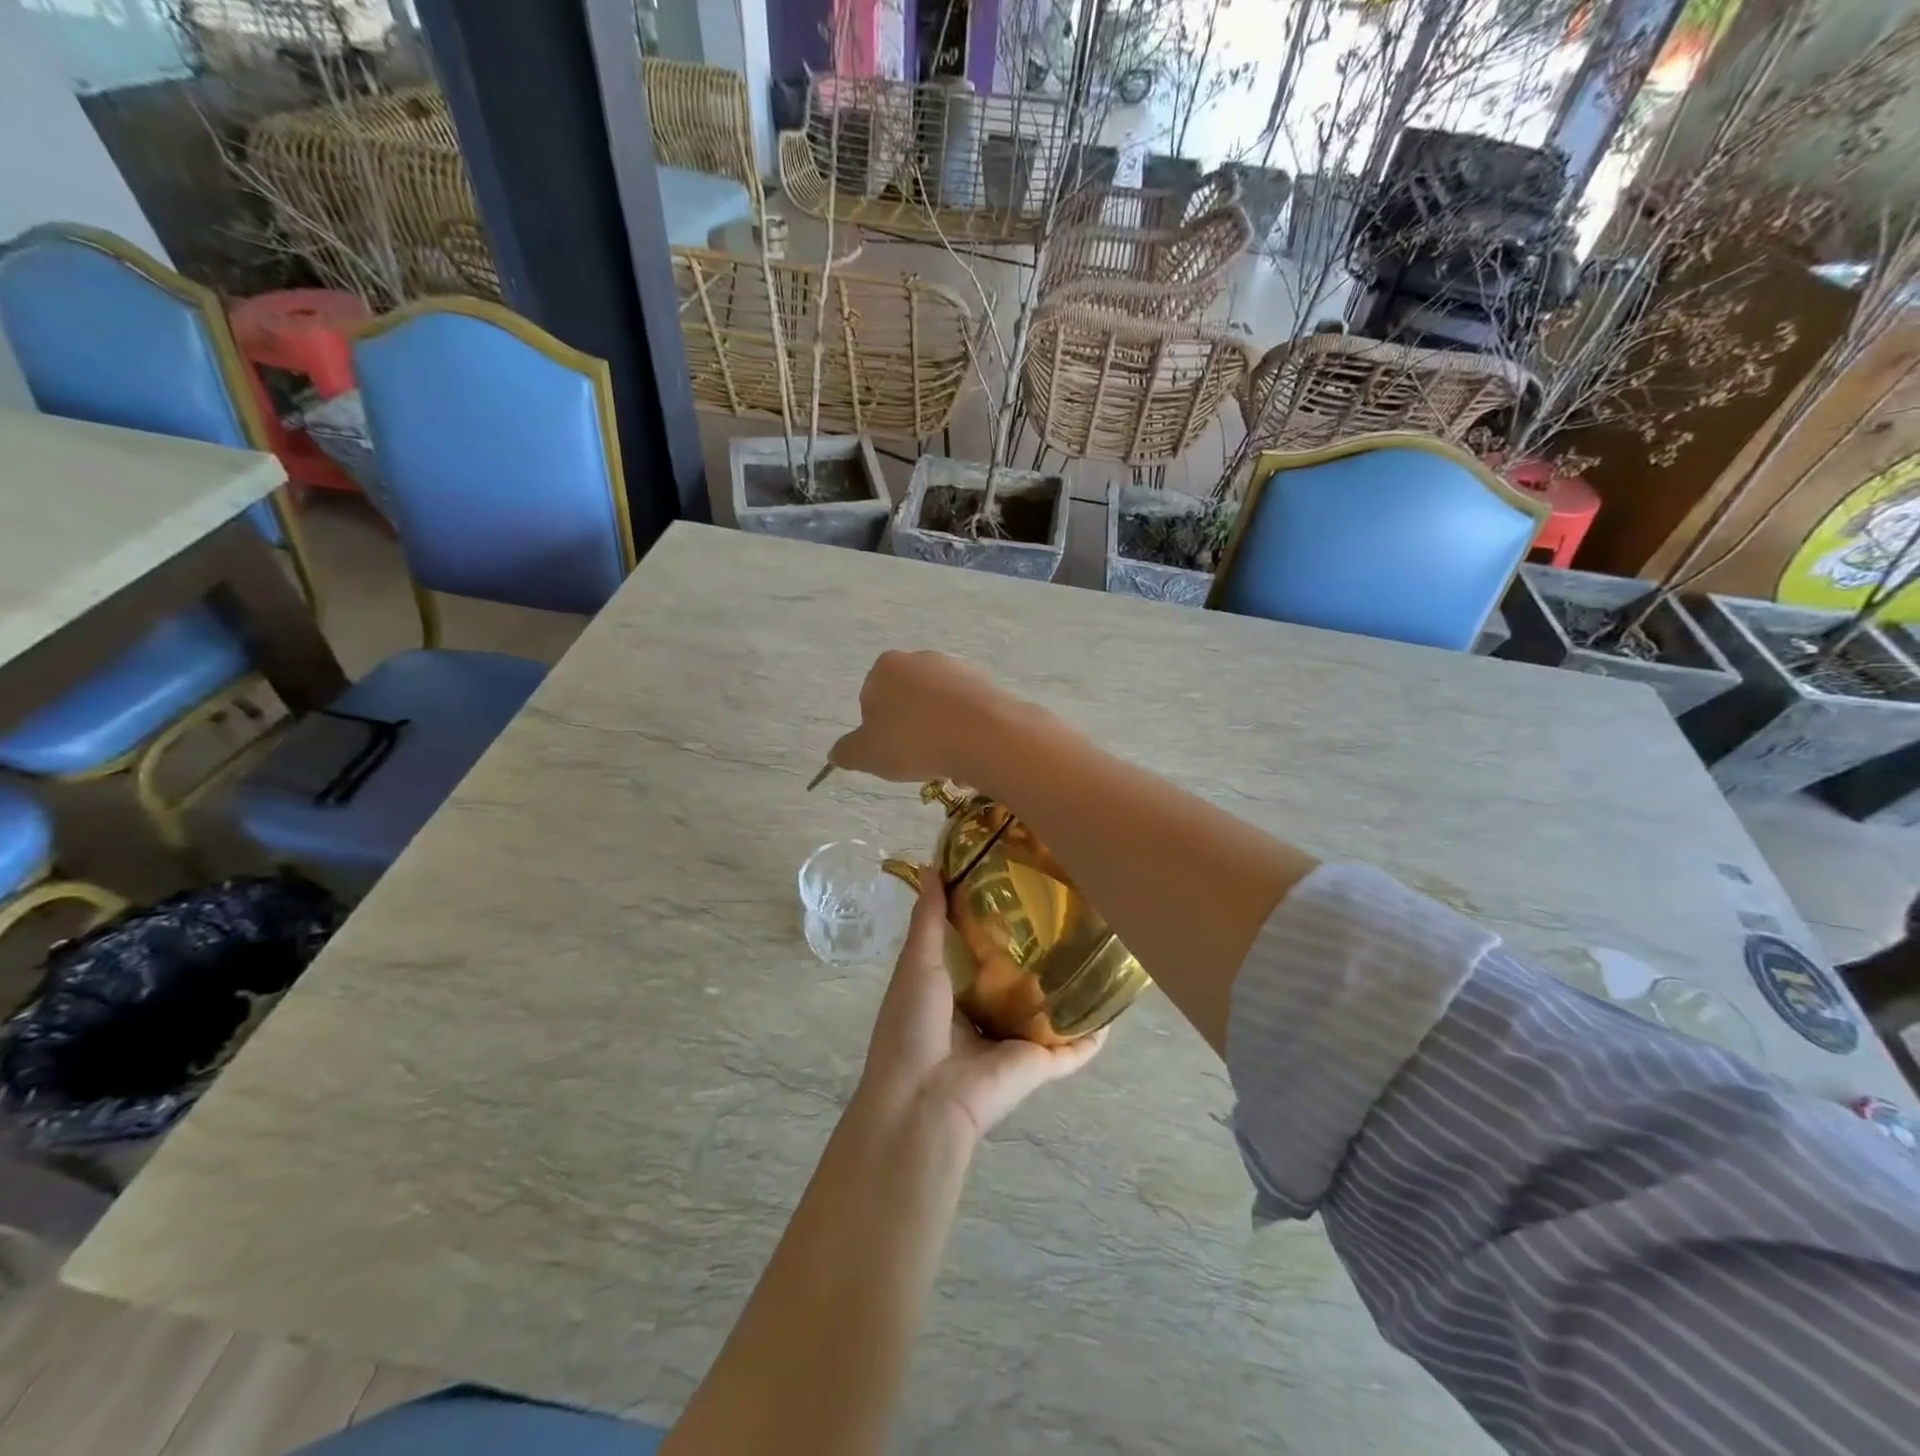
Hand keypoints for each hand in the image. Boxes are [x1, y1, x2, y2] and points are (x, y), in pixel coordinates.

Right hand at [830, 650, 1015, 786]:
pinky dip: (965, 732)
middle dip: (910, 731)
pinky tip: (970, 754)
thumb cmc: (915, 741)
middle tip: (918, 761)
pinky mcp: (988, 683)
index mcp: (886, 666)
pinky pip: (967, 713)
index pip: (871, 700)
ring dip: (939, 734)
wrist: (985, 736)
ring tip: (947, 763)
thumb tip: (838, 752)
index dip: (877, 732)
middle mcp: (922, 658)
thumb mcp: (867, 755)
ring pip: (938, 709)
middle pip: (907, 702)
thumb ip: (846, 752)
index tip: (891, 753)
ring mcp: (958, 668)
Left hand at [858, 871, 1103, 1142]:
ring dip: (1070, 989)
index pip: (980, 950)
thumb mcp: (916, 963)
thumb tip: (931, 867)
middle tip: (1068, 911)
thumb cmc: (913, 1024)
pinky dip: (1094, 1032)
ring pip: (1049, 1011)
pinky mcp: (1040, 1064)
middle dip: (1039, 952)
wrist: (924, 1100)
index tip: (1019, 885)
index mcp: (953, 992)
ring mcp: (1014, 1042)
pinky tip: (1115, 1005)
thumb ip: (928, 919)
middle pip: (1018, 979)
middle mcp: (985, 1015)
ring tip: (1098, 948)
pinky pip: (1074, 1047)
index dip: (997, 920)